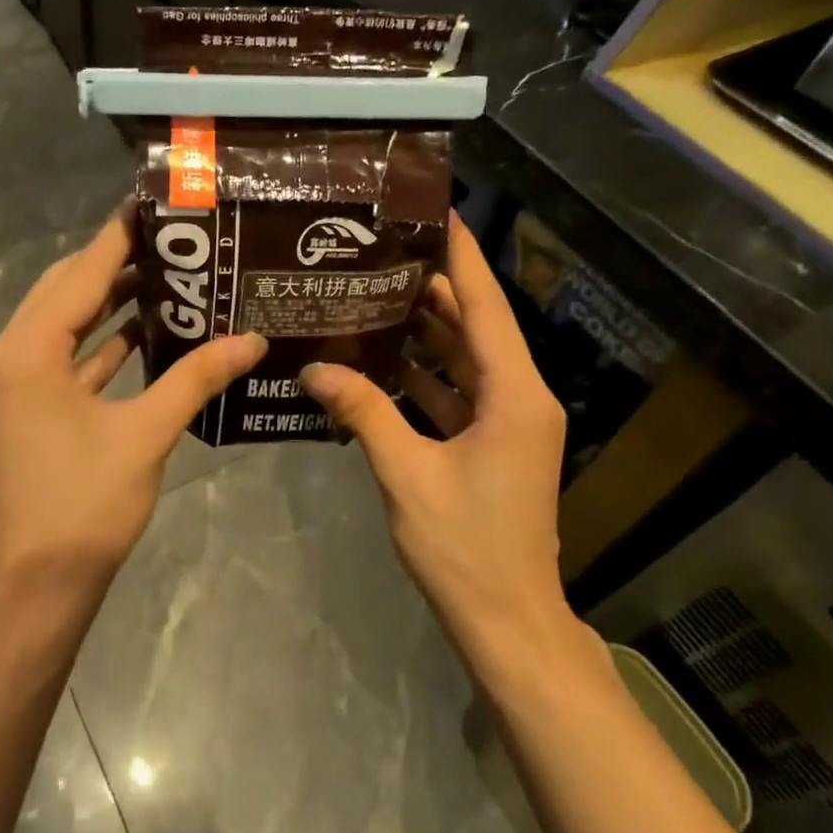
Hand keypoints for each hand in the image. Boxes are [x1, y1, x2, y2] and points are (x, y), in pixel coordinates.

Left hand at [0, 207, 266, 613]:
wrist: (35, 585)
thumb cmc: (85, 505)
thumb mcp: (146, 433)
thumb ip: (197, 378)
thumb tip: (252, 339)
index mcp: (27, 350)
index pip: (80, 273)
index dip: (119, 236)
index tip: (153, 203)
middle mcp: (7, 356)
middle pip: (65, 291)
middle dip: (116, 264)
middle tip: (173, 242)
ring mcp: (10, 385)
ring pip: (64, 326)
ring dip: (108, 304)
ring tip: (167, 278)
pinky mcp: (22, 410)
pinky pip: (63, 360)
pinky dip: (99, 345)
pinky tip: (143, 333)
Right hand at [300, 215, 578, 669]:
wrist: (508, 620)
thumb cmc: (464, 546)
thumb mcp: (405, 473)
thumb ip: (363, 412)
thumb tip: (313, 369)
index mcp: (513, 394)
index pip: (484, 306)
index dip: (461, 256)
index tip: (436, 211)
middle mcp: (519, 397)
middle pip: (474, 326)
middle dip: (431, 290)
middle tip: (379, 255)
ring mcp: (509, 423)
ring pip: (464, 359)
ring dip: (424, 333)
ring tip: (372, 297)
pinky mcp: (494, 444)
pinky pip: (458, 393)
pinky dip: (424, 376)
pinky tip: (379, 362)